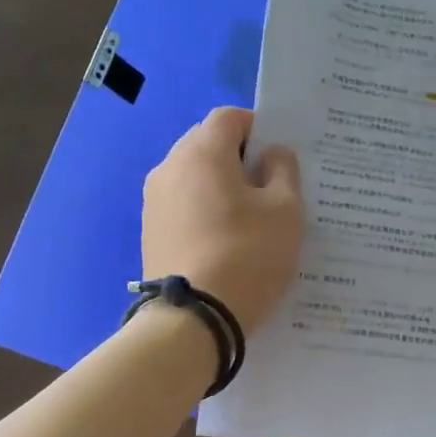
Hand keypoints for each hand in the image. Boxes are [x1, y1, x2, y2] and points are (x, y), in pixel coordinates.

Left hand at [142, 107, 302, 330]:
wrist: (194, 319)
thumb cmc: (248, 255)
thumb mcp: (285, 211)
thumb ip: (283, 171)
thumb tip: (272, 154)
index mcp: (202, 152)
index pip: (230, 117)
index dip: (259, 129)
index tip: (279, 158)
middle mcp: (170, 167)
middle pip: (208, 144)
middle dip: (240, 158)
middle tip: (269, 190)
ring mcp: (154, 201)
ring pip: (195, 177)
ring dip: (221, 186)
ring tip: (249, 220)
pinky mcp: (150, 231)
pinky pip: (183, 205)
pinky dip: (205, 211)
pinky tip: (225, 241)